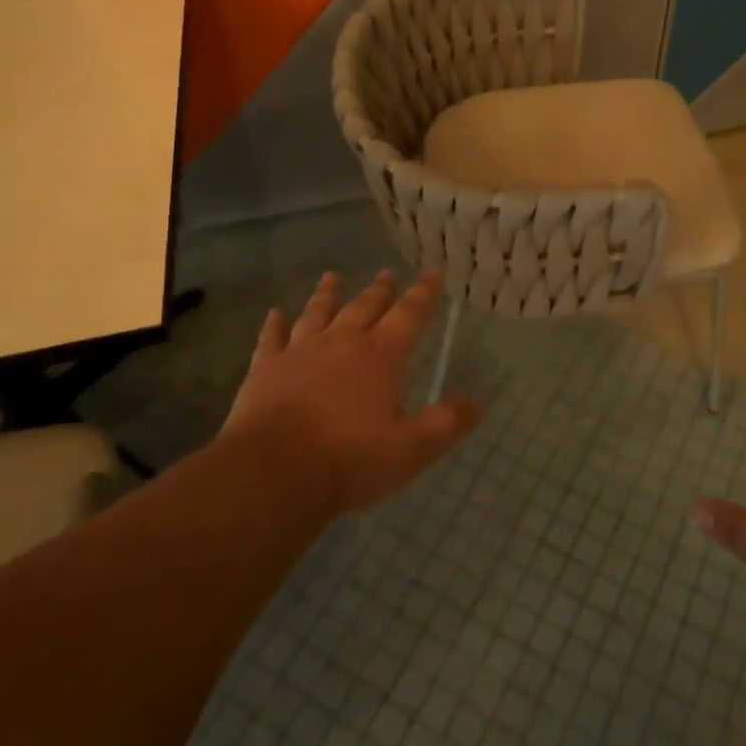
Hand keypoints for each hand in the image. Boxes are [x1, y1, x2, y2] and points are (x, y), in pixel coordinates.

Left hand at [224, 270, 482, 518]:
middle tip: (386, 273)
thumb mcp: (412, 449)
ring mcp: (300, 353)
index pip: (409, 315)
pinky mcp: (266, 370)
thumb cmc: (350, 460)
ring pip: (317, 314)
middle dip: (379, 291)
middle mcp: (342, 343)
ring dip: (327, 295)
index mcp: (380, 356)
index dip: (424, 293)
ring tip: (331, 277)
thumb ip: (446, 424)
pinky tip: (274, 314)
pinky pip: (272, 339)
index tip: (432, 272)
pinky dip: (274, 325)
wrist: (274, 474)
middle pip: (364, 307)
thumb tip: (478, 402)